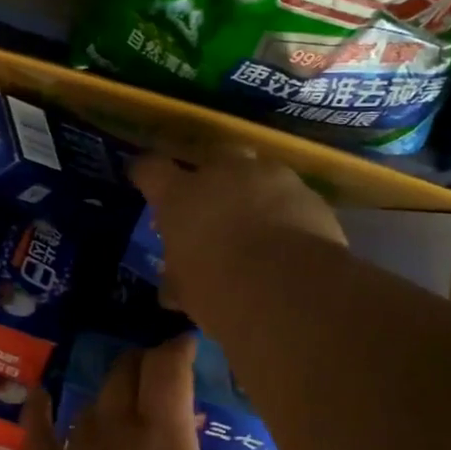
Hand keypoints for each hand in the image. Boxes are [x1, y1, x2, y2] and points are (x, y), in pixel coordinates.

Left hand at [21, 334, 295, 449]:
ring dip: (109, 394)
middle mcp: (119, 430)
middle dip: (144, 363)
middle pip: (126, 371)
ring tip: (123, 401)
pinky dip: (38, 408)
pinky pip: (37, 431)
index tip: (189, 344)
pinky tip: (39, 393)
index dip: (177, 348)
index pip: (168, 369)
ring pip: (92, 400)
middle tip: (160, 375)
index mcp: (166, 440)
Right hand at [129, 152, 346, 317]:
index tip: (142, 180)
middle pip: (210, 157)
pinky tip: (288, 237)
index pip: (150, 169)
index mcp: (180, 195)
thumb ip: (177, 278)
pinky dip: (284, 209)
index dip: (145, 174)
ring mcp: (269, 177)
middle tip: (210, 205)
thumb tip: (171, 287)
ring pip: (255, 172)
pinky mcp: (308, 193)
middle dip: (209, 176)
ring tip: (256, 222)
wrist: (294, 292)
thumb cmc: (221, 291)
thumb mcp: (187, 292)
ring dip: (251, 191)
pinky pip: (289, 194)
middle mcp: (223, 173)